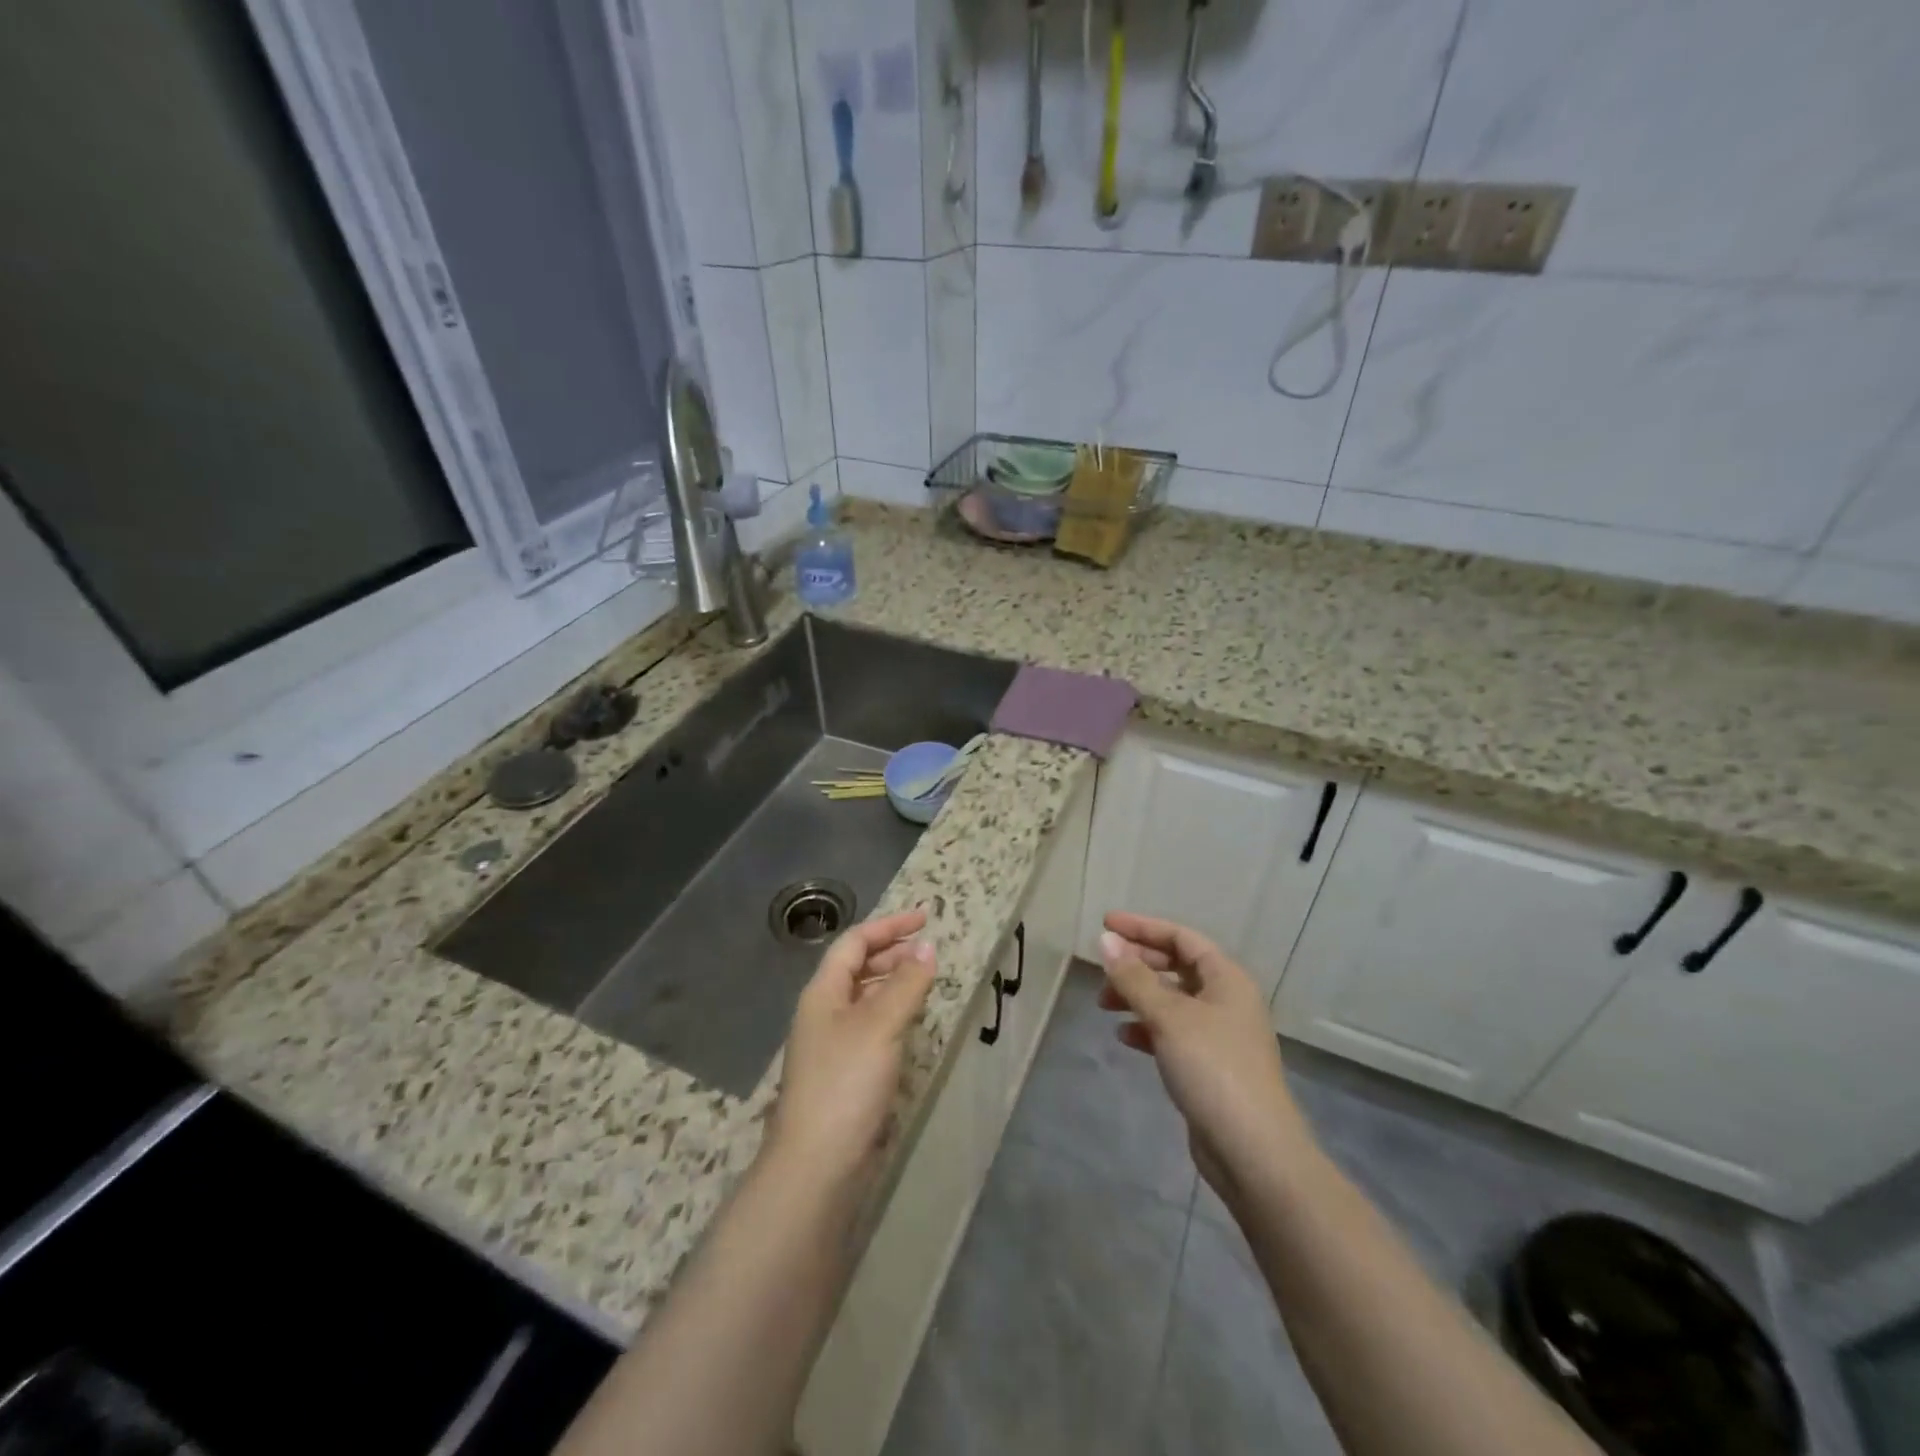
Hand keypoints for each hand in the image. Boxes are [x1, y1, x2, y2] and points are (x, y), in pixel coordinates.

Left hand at [767, 909, 936, 1184]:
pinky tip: (912, 1024)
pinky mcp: (844, 1074)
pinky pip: (871, 1027)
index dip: (888, 926)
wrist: (817, 1165)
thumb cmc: (845, 1082)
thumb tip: (927, 946)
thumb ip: (906, 983)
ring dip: (893, 983)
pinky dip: (893, 1014)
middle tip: (928, 950)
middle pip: (856, 968)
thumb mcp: (880, 1025)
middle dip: (891, 953)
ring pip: (864, 998)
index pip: (854, 943)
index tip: (925, 918)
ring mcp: (832, 1045)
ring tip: (925, 981)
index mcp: (823, 993)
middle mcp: (823, 1013)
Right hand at [1099, 912, 1315, 1206]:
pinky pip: (1173, 1032)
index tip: (1105, 925)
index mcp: (1226, 978)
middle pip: (1176, 967)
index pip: (1181, 937)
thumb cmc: (1213, 1068)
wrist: (1253, 1151)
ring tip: (1104, 1004)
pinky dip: (1147, 1028)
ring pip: (1172, 1001)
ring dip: (1138, 997)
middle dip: (1137, 964)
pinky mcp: (1210, 1066)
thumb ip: (1133, 978)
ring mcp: (1220, 1035)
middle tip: (1102, 969)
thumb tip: (1105, 941)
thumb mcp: (1168, 1016)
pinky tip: (1124, 1037)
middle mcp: (1226, 1000)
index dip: (1142, 928)